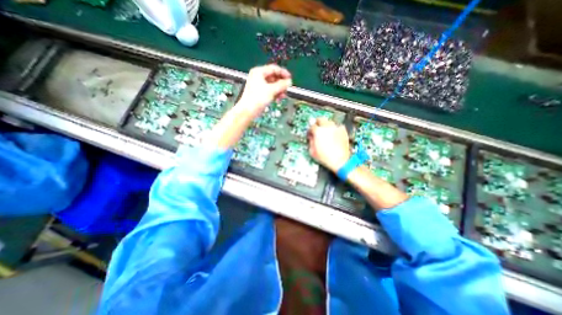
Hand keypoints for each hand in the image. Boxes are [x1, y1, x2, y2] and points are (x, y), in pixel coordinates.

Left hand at [235, 64, 291, 118]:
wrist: (248, 111)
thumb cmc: (258, 98)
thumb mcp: (271, 90)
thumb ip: (282, 85)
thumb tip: (289, 81)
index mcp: (259, 72)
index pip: (274, 68)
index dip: (283, 73)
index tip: (290, 79)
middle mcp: (258, 77)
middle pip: (274, 77)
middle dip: (281, 84)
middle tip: (287, 89)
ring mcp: (259, 85)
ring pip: (273, 85)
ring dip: (279, 90)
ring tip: (283, 96)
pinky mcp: (260, 93)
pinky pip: (270, 91)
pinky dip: (275, 94)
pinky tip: (278, 99)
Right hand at [307, 117, 349, 171]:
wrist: (339, 161)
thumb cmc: (326, 158)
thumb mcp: (312, 151)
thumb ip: (310, 141)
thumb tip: (311, 137)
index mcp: (318, 132)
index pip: (311, 126)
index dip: (310, 130)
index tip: (310, 133)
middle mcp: (327, 127)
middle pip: (320, 119)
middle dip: (317, 122)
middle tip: (317, 127)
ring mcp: (336, 128)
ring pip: (329, 121)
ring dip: (326, 125)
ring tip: (325, 131)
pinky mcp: (343, 131)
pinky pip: (338, 126)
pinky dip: (335, 129)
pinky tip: (334, 134)